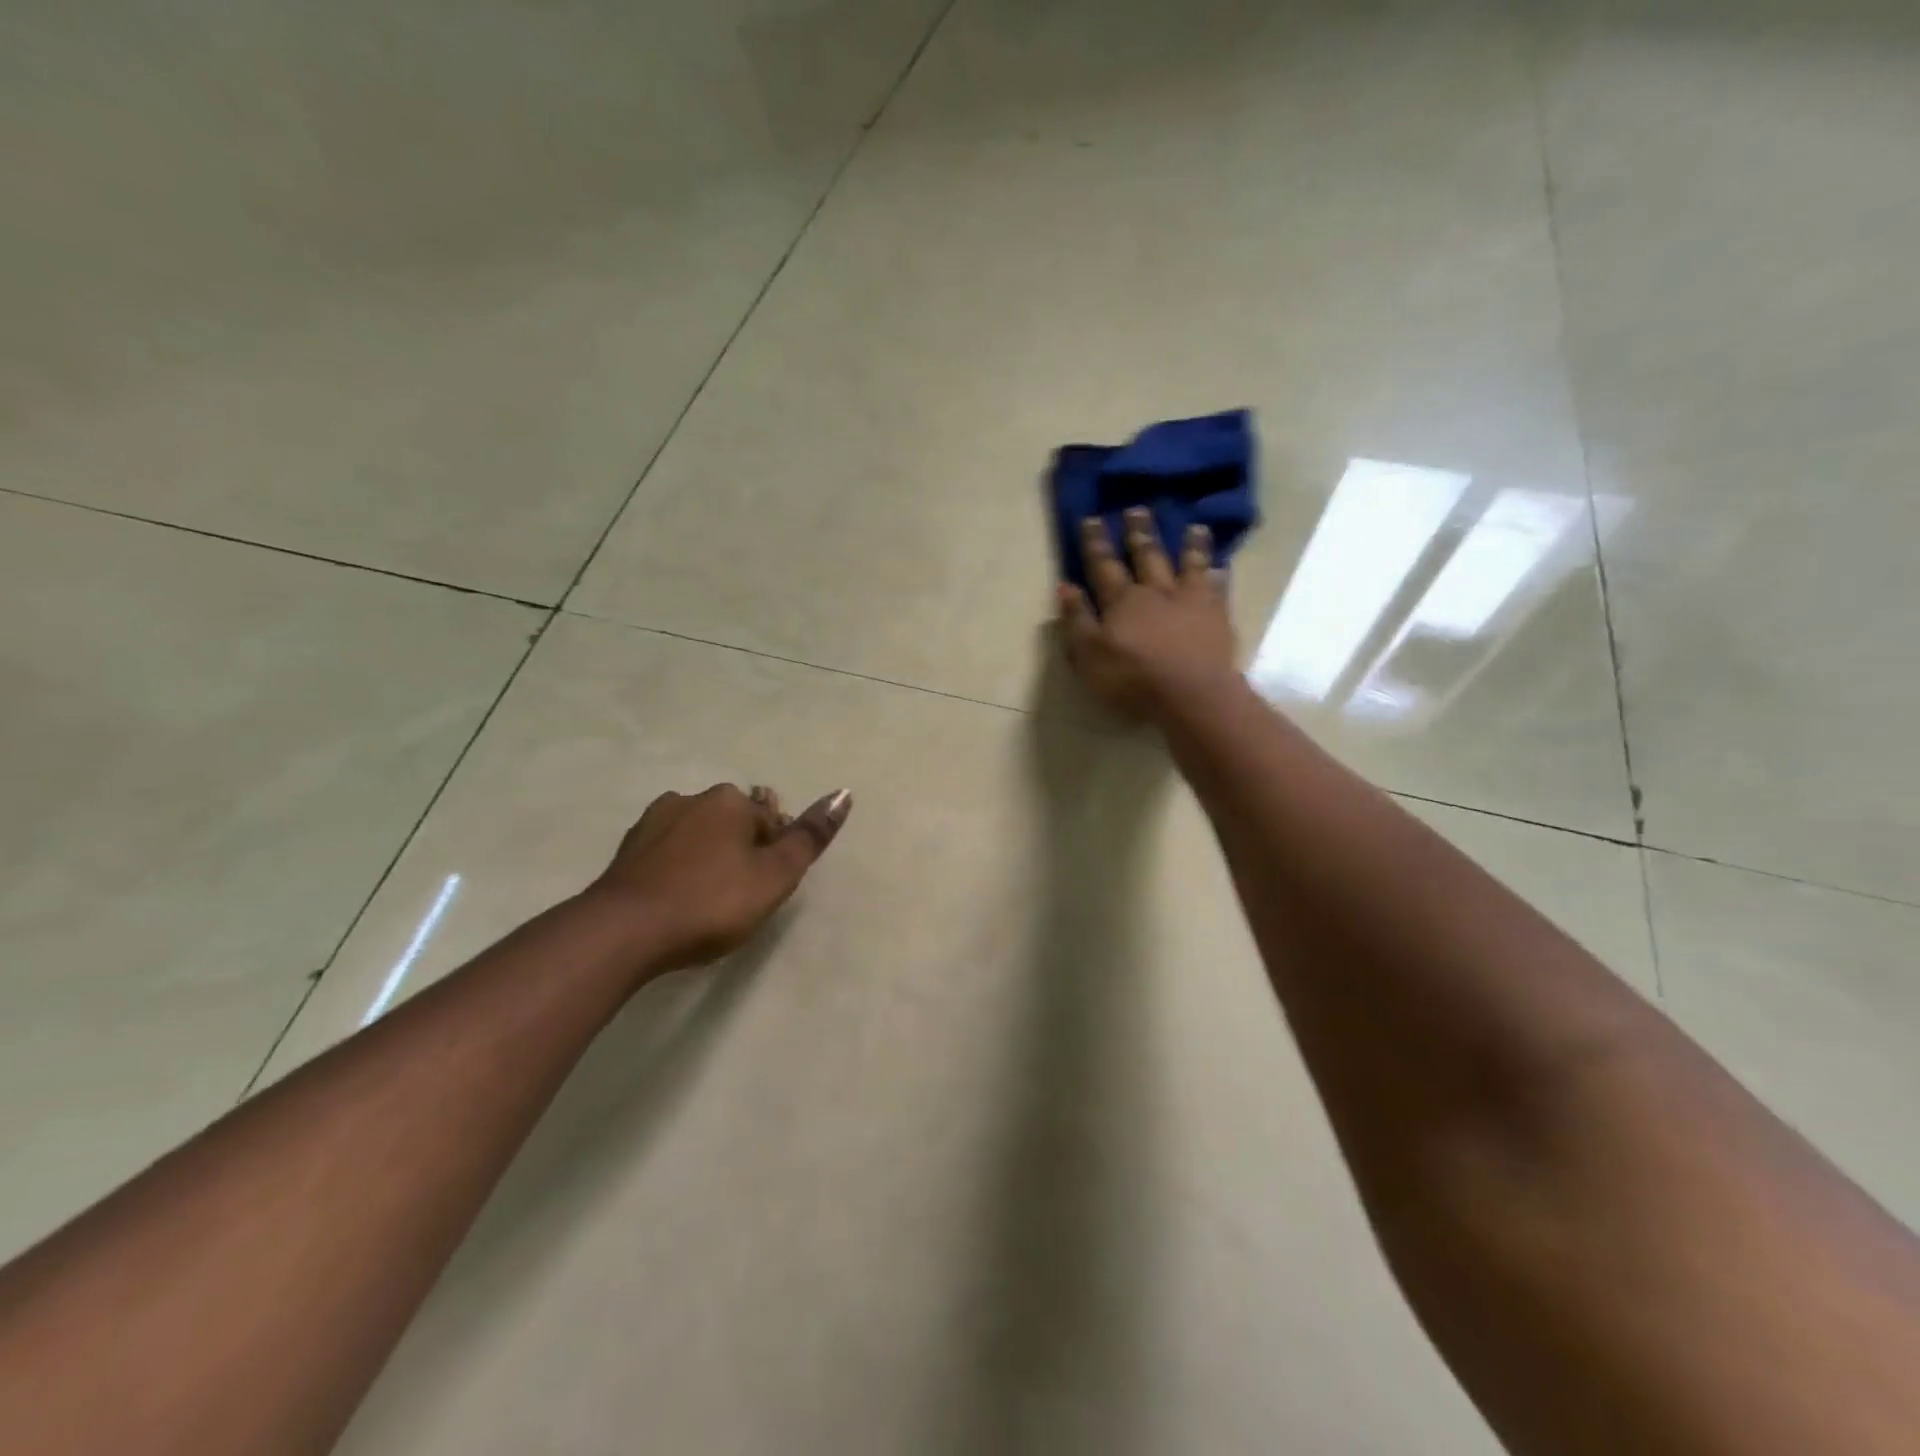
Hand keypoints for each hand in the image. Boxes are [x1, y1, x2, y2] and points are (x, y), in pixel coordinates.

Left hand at [588, 783, 852, 973]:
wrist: (623, 932)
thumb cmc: (710, 903)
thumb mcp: (774, 876)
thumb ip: (809, 836)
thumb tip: (844, 793)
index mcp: (730, 801)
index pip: (772, 820)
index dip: (776, 856)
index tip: (764, 891)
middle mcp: (692, 798)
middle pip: (735, 822)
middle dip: (743, 851)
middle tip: (739, 899)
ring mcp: (654, 821)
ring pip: (700, 834)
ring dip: (709, 858)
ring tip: (706, 902)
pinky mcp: (628, 849)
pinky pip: (669, 852)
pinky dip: (679, 868)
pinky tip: (677, 899)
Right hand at [1058, 508, 1237, 717]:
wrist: (1189, 694)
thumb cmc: (1131, 678)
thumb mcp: (1089, 654)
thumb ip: (1077, 620)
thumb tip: (1065, 586)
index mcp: (1121, 600)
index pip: (1103, 565)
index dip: (1096, 542)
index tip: (1092, 518)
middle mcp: (1155, 591)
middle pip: (1146, 555)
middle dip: (1139, 532)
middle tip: (1137, 509)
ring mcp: (1190, 600)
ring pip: (1188, 564)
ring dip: (1188, 544)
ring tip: (1192, 525)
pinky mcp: (1217, 615)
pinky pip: (1218, 587)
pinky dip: (1219, 573)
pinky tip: (1222, 564)